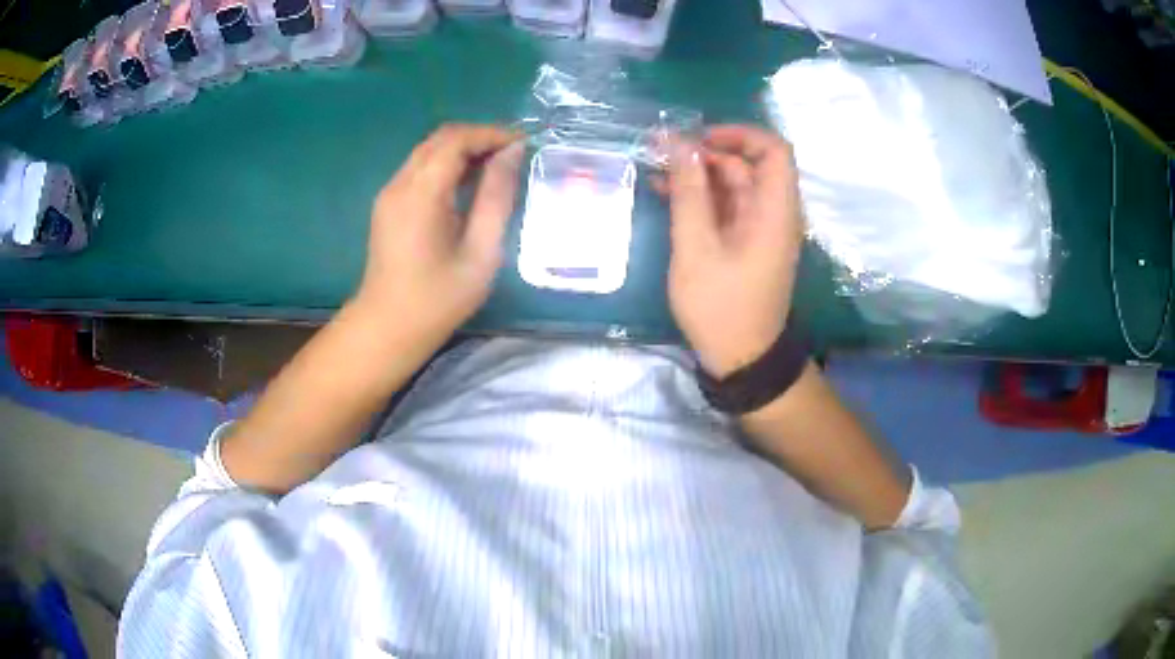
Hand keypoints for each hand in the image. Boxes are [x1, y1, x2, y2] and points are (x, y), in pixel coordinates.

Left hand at [354, 124, 523, 340]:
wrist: (387, 327)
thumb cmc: (438, 298)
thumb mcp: (481, 252)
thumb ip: (497, 197)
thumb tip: (512, 154)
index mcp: (421, 193)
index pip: (456, 140)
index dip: (492, 134)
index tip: (524, 144)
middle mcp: (400, 184)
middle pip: (440, 138)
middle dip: (479, 137)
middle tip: (514, 154)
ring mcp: (390, 193)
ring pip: (429, 150)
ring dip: (464, 149)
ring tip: (498, 166)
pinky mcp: (388, 204)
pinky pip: (420, 168)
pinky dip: (447, 164)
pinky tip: (469, 183)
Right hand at [664, 125, 803, 376]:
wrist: (741, 358)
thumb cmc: (721, 306)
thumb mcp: (696, 247)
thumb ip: (689, 193)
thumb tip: (679, 144)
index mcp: (774, 210)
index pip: (773, 150)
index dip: (739, 134)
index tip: (699, 138)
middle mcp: (773, 212)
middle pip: (747, 164)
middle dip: (706, 152)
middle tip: (662, 154)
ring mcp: (759, 227)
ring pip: (732, 184)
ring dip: (697, 174)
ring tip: (656, 172)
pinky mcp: (746, 241)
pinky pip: (725, 206)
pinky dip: (700, 196)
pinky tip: (666, 193)